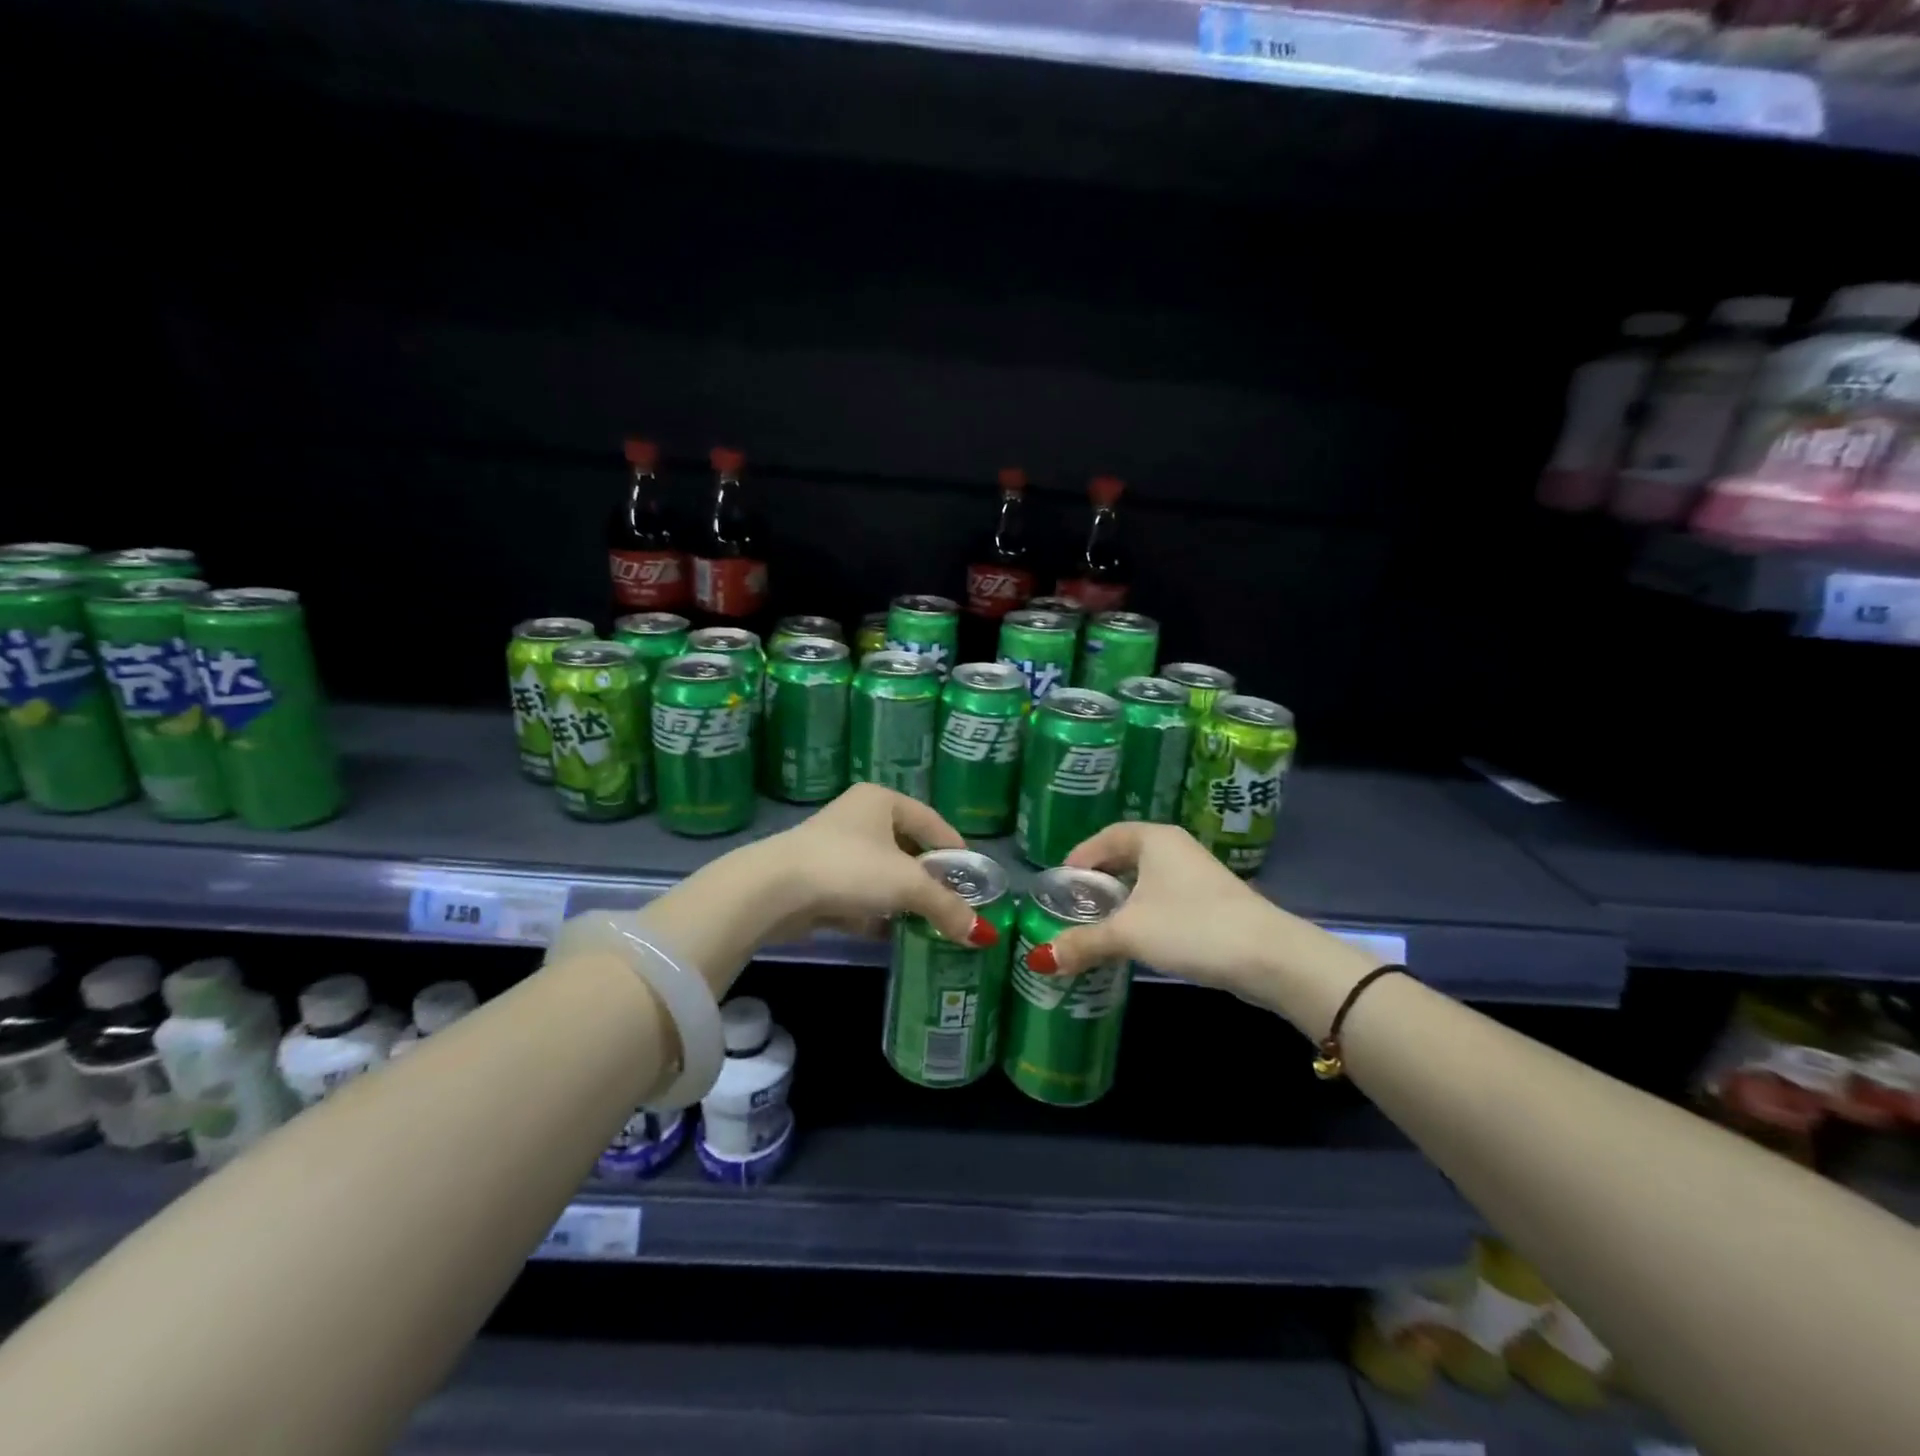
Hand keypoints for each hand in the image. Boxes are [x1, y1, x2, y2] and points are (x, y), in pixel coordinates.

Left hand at [752, 783, 996, 947]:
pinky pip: (857, 893)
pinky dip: (874, 912)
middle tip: (951, 904)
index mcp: (882, 800)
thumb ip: (946, 907)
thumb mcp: (907, 885)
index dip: (955, 850)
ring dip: (901, 898)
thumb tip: (983, 935)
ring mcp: (833, 848)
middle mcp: (858, 816)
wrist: (774, 889)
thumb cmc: (850, 868)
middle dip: (928, 879)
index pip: (931, 821)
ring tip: (925, 922)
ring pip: (881, 873)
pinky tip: (889, 933)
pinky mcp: (816, 878)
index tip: (973, 877)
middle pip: (906, 848)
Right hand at [1029, 822, 1287, 1001]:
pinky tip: (1135, 938)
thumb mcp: (1129, 933)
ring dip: (1121, 900)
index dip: (1079, 857)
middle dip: (1098, 881)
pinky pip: (1163, 898)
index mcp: (1154, 839)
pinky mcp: (1211, 902)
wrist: (1268, 956)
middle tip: (1074, 905)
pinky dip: (1143, 912)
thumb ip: (1084, 942)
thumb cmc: (1191, 927)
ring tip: (1097, 924)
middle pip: (1125, 857)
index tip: (1060, 884)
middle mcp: (1175, 848)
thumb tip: (1041, 959)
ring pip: (1146, 880)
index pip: (1105, 837)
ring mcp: (1196, 875)